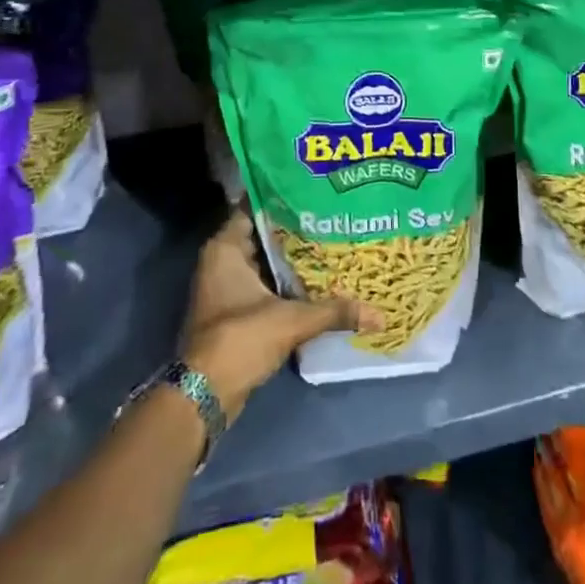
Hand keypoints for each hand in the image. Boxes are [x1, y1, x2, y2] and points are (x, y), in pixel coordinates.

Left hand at [180, 209, 379, 420]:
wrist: (205, 394)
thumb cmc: (240, 338)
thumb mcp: (291, 320)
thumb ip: (334, 311)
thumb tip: (379, 315)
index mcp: (226, 248)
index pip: (256, 206)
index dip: (284, 196)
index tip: (315, 189)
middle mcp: (222, 260)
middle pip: (264, 233)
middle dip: (295, 226)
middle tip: (332, 213)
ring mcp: (227, 286)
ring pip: (266, 259)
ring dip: (292, 256)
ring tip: (331, 239)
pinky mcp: (235, 309)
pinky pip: (265, 282)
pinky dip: (286, 280)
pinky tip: (317, 277)